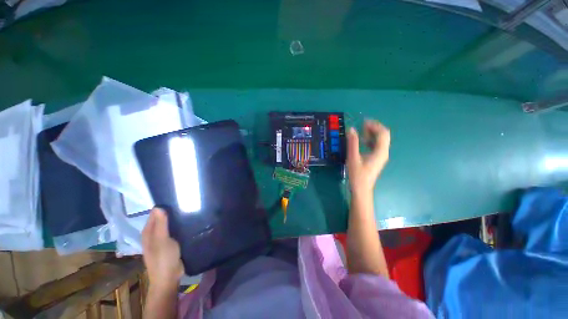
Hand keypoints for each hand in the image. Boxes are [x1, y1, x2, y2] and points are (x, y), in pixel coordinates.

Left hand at [142, 208, 184, 290]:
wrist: (169, 278)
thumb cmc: (163, 258)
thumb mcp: (162, 240)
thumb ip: (160, 224)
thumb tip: (158, 207)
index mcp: (148, 232)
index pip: (154, 214)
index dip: (163, 206)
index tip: (177, 198)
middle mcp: (154, 234)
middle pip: (162, 218)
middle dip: (171, 211)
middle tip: (185, 203)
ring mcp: (162, 239)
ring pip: (169, 224)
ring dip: (176, 219)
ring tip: (189, 210)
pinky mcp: (171, 243)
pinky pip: (174, 230)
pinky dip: (179, 226)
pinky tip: (187, 222)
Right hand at [347, 120, 390, 195]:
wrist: (362, 189)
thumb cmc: (357, 175)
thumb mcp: (353, 158)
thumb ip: (353, 143)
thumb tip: (351, 129)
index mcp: (380, 151)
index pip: (382, 133)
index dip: (374, 125)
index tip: (363, 122)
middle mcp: (384, 152)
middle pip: (384, 135)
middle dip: (374, 128)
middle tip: (362, 126)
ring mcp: (381, 156)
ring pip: (381, 140)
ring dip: (372, 134)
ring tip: (361, 132)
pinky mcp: (377, 158)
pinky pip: (377, 145)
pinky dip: (371, 140)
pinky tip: (362, 142)